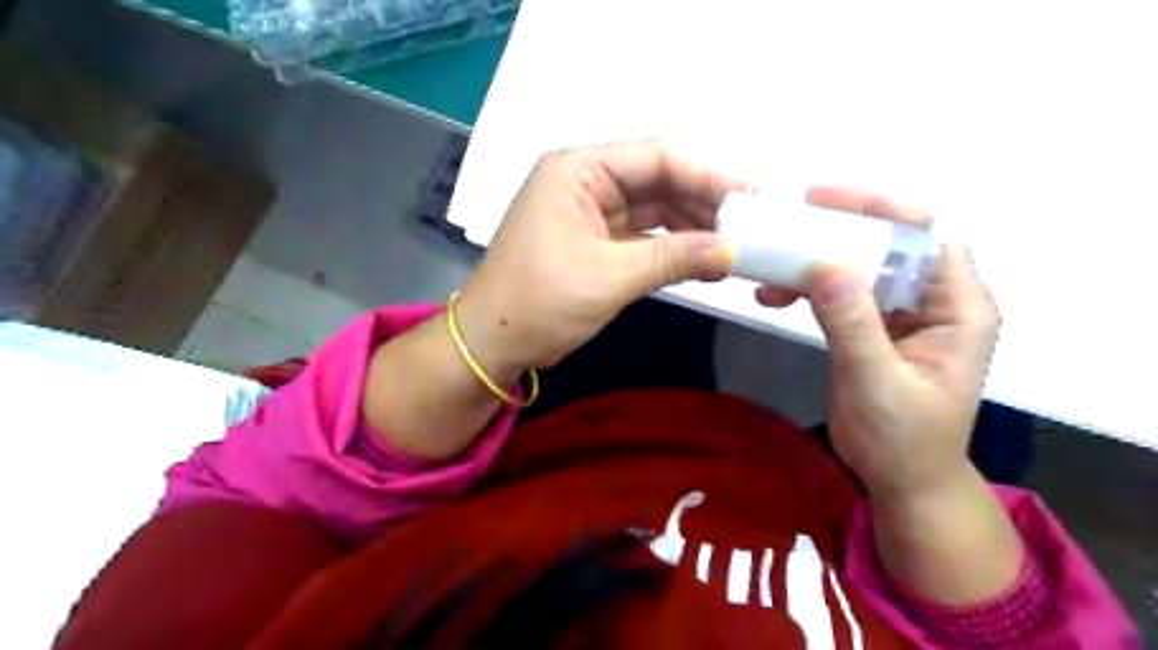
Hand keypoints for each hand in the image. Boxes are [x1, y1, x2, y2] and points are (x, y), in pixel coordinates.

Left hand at [457, 139, 736, 376]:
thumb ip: (674, 258)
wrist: (494, 343)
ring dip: (690, 227)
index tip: (749, 198)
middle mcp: (584, 183)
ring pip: (652, 210)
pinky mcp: (594, 243)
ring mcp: (589, 213)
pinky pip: (642, 236)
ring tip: (733, 245)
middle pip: (656, 181)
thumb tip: (732, 252)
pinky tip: (702, 259)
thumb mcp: (610, 276)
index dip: (705, 175)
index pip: (655, 158)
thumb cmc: (541, 302)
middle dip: (701, 203)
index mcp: (577, 171)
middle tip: (748, 226)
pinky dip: (671, 247)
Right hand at [801, 186, 1000, 497]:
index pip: (927, 234)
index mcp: (958, 307)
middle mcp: (935, 300)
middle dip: (836, 231)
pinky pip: (842, 293)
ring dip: (815, 262)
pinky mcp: (875, 327)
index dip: (880, 208)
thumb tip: (824, 264)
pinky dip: (808, 288)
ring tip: (770, 271)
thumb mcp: (876, 382)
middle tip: (786, 226)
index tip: (823, 200)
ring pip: (859, 266)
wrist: (903, 481)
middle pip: (888, 242)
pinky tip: (774, 294)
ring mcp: (903, 313)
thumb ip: (852, 325)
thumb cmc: (903, 440)